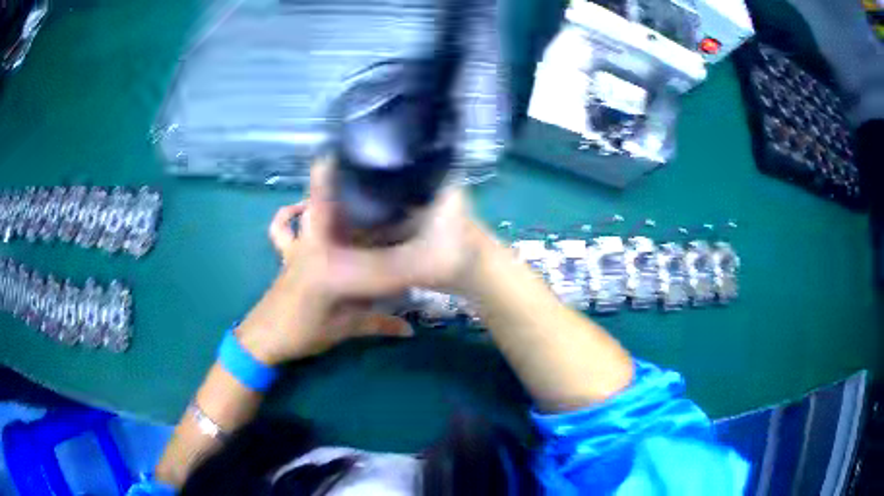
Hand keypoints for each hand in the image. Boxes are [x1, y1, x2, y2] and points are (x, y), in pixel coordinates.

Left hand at [237, 159, 485, 364]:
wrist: (264, 338)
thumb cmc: (303, 335)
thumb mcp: (344, 330)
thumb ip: (379, 324)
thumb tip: (410, 330)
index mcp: (332, 269)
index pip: (375, 259)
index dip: (400, 258)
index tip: (424, 249)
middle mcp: (316, 247)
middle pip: (340, 210)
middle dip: (361, 190)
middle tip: (387, 178)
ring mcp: (299, 245)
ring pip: (313, 208)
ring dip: (327, 190)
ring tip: (353, 181)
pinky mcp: (288, 250)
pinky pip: (283, 226)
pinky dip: (290, 213)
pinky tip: (302, 207)